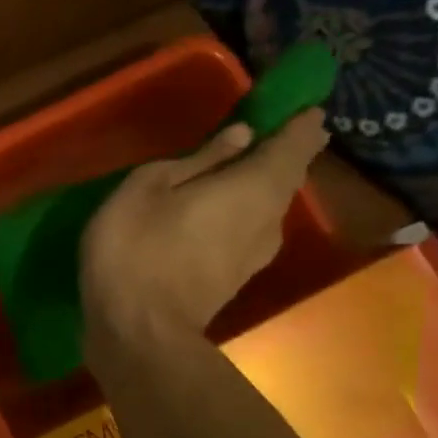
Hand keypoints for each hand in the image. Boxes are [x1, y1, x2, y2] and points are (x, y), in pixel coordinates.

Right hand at [81, 109, 328, 346]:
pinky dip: (242, 211)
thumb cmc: (136, 248)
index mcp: (255, 185)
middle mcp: (270, 216)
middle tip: (261, 131)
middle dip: (281, 150)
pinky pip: (251, 228)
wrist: (139, 332)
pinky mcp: (238, 276)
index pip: (297, 141)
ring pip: (269, 204)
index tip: (298, 104)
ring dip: (258, 183)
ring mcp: (257, 252)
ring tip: (232, 169)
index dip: (301, 120)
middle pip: (287, 174)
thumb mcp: (148, 188)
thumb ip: (198, 160)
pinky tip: (216, 211)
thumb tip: (241, 136)